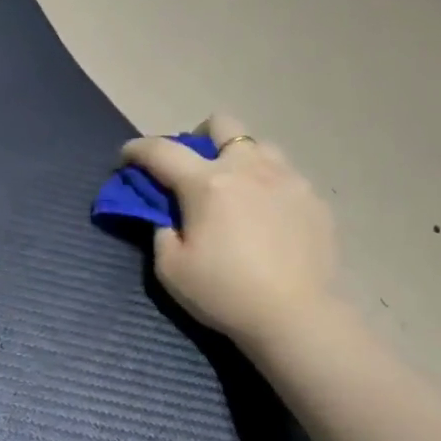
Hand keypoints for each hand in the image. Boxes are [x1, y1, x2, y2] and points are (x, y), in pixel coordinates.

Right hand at [121, 113, 337, 344]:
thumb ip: (161, 231)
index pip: (161, 151)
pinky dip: (267, 186)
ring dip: (238, 158)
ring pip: (259, 145)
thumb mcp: (170, 269)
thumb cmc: (224, 293)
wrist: (295, 316)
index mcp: (207, 184)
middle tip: (193, 170)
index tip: (126, 157)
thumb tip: (167, 214)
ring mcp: (288, 179)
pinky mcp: (314, 199)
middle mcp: (249, 168)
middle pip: (221, 124)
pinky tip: (267, 219)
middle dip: (199, 137)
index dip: (137, 150)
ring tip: (236, 192)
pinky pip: (285, 176)